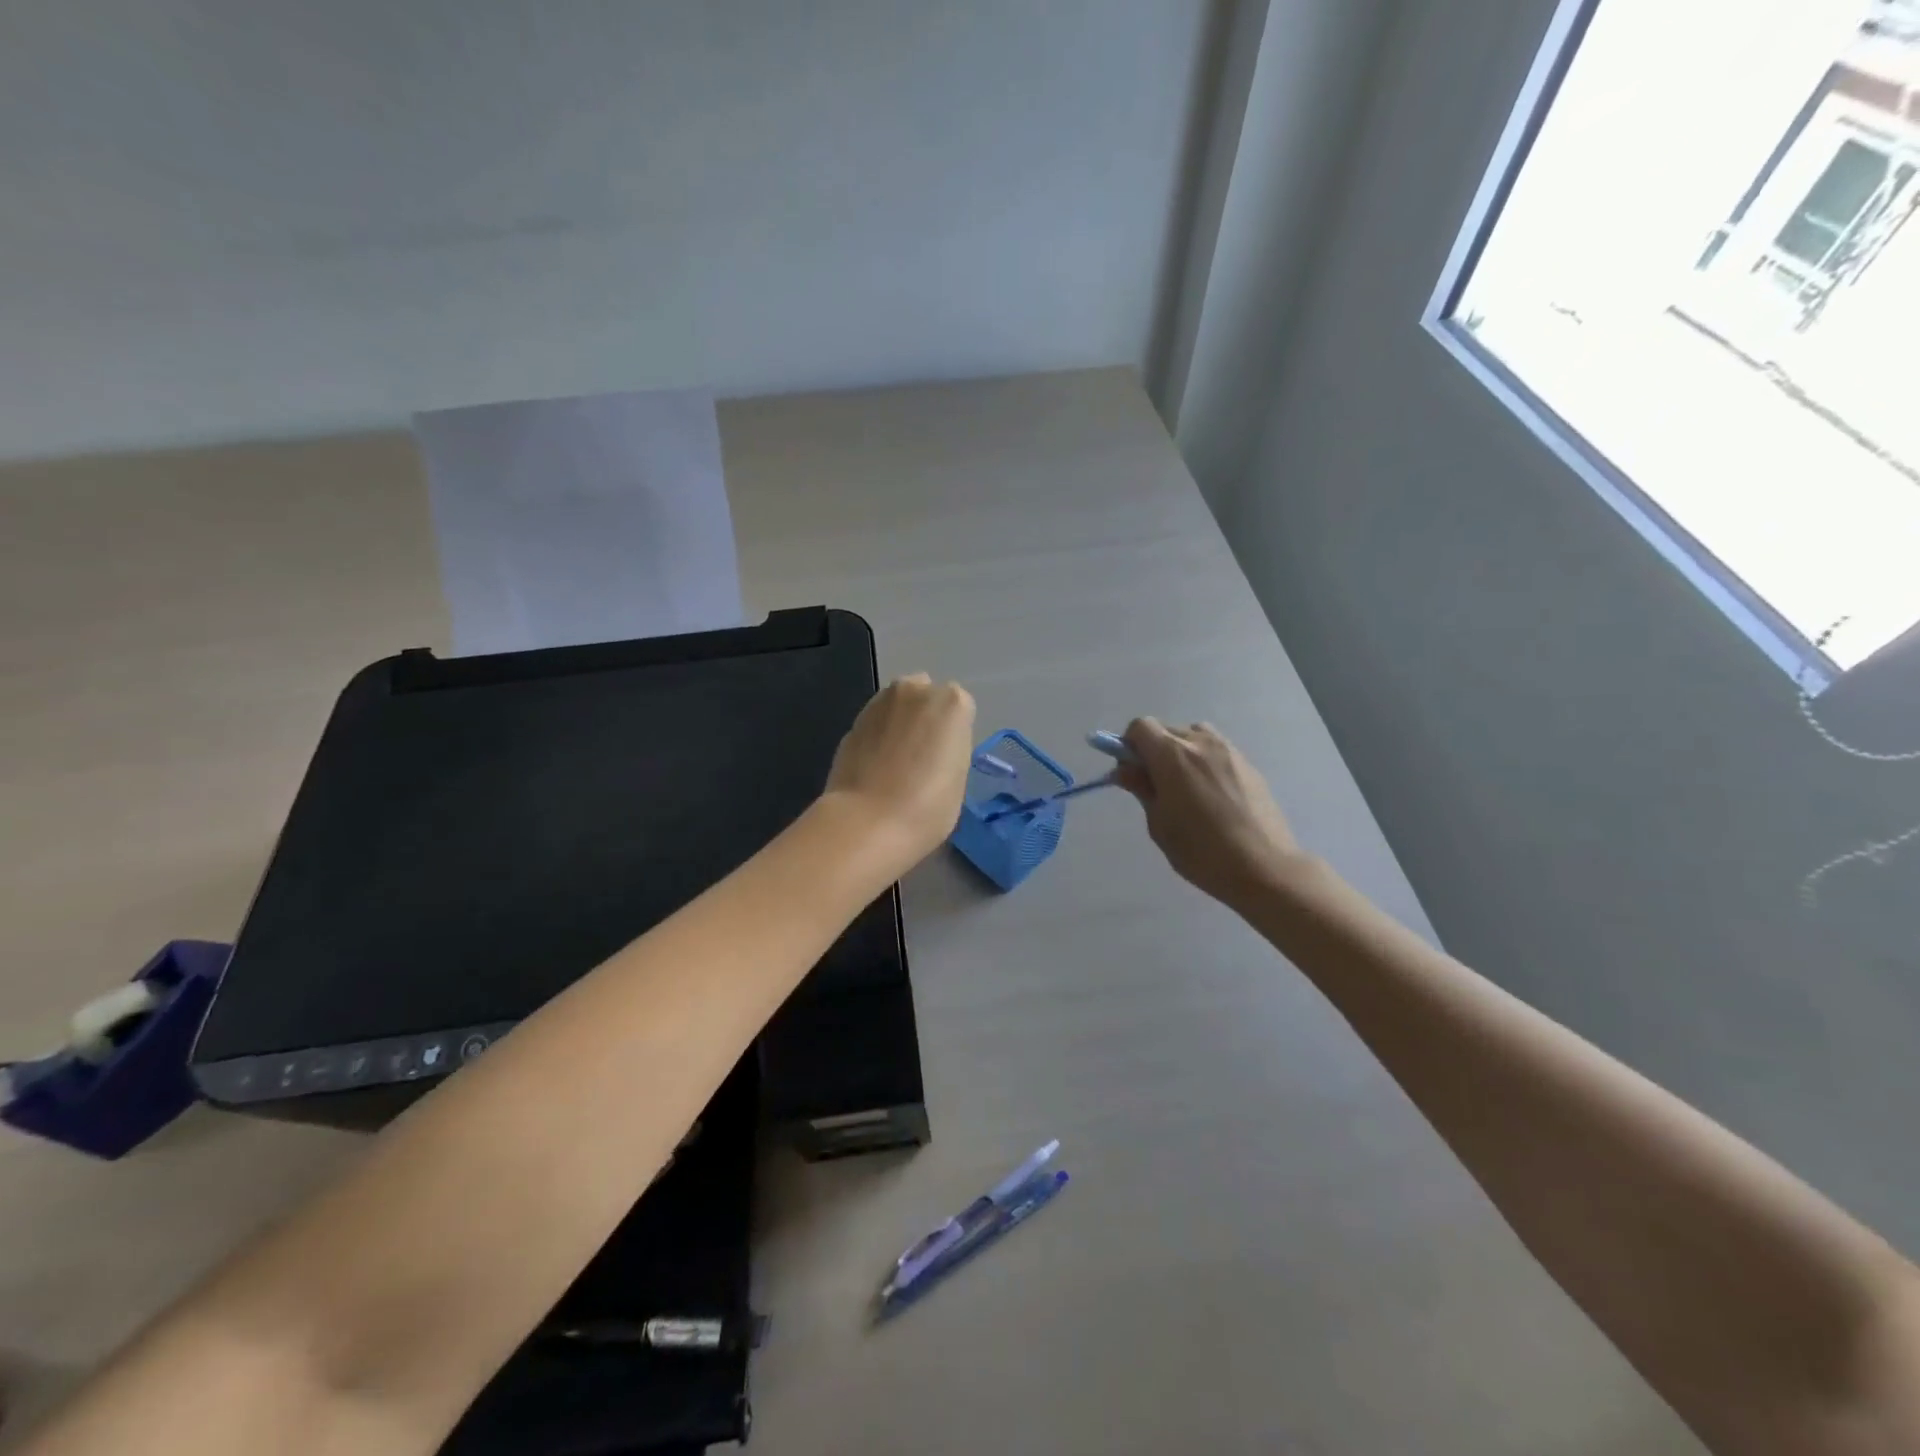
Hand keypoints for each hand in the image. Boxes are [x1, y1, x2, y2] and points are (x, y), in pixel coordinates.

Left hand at [824, 673, 976, 864]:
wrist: (867, 821)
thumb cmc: (927, 806)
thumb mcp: (959, 778)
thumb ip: (950, 749)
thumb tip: (932, 749)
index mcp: (952, 703)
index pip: (960, 708)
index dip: (954, 734)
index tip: (948, 758)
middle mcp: (916, 690)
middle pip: (926, 696)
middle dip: (925, 717)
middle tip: (922, 755)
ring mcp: (880, 702)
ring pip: (898, 705)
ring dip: (900, 723)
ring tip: (896, 762)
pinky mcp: (853, 720)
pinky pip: (876, 723)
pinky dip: (878, 736)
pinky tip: (876, 766)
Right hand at [1116, 718, 1307, 906]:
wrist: (1264, 867)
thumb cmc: (1201, 851)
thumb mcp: (1159, 824)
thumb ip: (1142, 789)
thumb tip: (1126, 770)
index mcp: (1172, 755)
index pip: (1140, 727)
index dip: (1129, 746)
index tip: (1132, 773)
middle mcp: (1200, 742)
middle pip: (1167, 729)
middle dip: (1154, 750)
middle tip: (1157, 786)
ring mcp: (1229, 751)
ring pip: (1195, 736)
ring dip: (1182, 751)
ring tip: (1187, 787)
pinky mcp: (1249, 765)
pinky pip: (1218, 751)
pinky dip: (1206, 762)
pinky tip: (1214, 797)